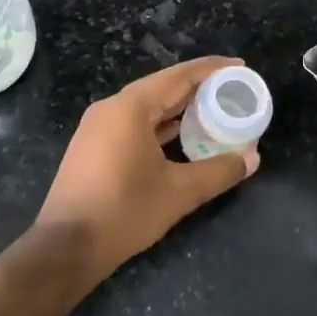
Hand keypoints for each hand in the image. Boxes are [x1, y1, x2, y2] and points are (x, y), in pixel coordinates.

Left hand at [35, 56, 260, 278]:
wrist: (64, 249)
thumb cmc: (124, 211)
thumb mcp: (179, 192)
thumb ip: (218, 171)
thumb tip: (252, 159)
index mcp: (131, 106)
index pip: (179, 76)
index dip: (212, 69)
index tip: (240, 66)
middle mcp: (112, 107)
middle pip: (163, 87)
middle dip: (198, 88)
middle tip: (232, 90)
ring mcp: (98, 127)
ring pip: (148, 106)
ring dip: (179, 107)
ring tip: (213, 110)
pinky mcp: (93, 147)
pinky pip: (134, 123)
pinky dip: (160, 124)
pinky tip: (180, 135)